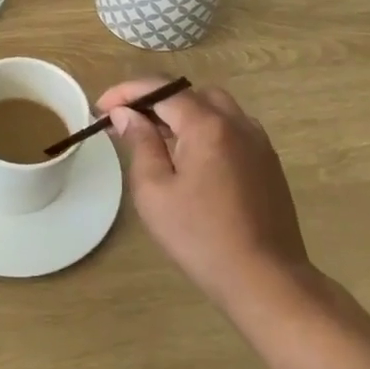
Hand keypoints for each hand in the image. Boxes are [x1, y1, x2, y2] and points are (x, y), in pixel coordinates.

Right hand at [98, 79, 310, 310]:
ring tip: (158, 142)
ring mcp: (257, 140)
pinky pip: (231, 129)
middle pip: (189, 94)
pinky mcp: (268, 161)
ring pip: (214, 108)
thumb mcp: (154, 192)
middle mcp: (236, 122)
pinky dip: (206, 130)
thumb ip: (140, 144)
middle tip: (128, 125)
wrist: (266, 279)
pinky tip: (192, 161)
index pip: (161, 89)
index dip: (127, 92)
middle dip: (155, 101)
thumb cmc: (201, 237)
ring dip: (182, 115)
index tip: (101, 107)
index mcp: (207, 124)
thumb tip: (127, 114)